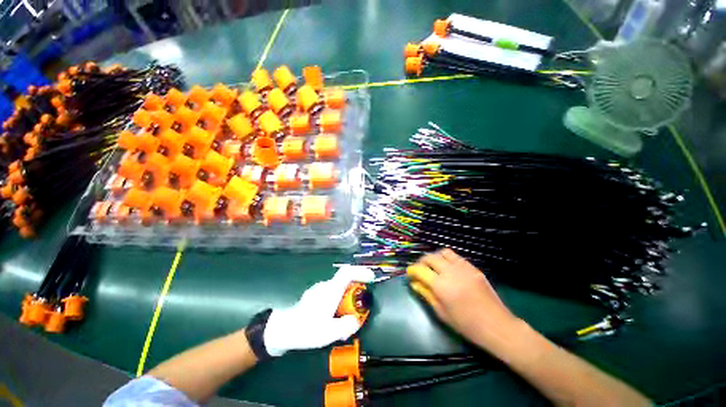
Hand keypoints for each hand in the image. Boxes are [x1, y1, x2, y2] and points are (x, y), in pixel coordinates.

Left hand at [263, 265, 374, 356]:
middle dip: (355, 292)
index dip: (361, 271)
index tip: (371, 278)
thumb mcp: (329, 332)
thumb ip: (347, 325)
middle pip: (345, 282)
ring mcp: (319, 290)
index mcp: (331, 290)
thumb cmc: (306, 329)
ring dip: (346, 300)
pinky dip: (337, 303)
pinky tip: (333, 319)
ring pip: (338, 289)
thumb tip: (356, 320)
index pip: (347, 272)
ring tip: (345, 321)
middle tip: (358, 309)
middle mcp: (325, 286)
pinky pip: (331, 295)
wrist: (281, 330)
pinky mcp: (314, 297)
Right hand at [408, 248, 521, 349]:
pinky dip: (447, 259)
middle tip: (420, 270)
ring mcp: (463, 267)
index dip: (412, 270)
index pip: (420, 270)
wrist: (497, 326)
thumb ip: (426, 294)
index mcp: (441, 285)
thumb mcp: (441, 313)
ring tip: (433, 266)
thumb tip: (414, 283)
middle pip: (430, 257)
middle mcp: (450, 272)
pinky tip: (448, 268)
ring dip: (434, 257)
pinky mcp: (473, 267)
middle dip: (421, 262)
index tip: (409, 273)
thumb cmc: (466, 325)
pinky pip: (456, 256)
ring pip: (443, 252)